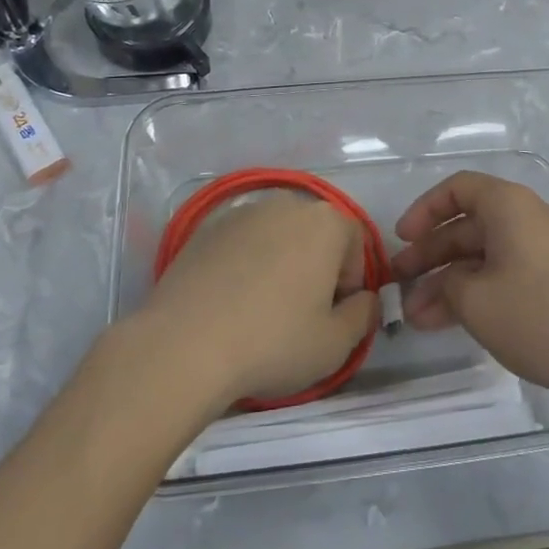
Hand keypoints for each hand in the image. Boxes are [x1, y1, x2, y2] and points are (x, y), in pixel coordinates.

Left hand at [138, 190, 378, 409]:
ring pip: (276, 236)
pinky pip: (241, 244)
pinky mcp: (205, 229)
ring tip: (261, 309)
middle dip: (316, 267)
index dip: (351, 281)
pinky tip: (230, 303)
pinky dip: (244, 265)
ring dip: (280, 264)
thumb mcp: (336, 343)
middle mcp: (286, 204)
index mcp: (325, 222)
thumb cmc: (274, 341)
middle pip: (315, 234)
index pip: (355, 241)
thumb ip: (364, 314)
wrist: (184, 345)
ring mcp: (242, 213)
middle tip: (301, 313)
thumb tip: (364, 300)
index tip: (334, 315)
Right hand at [389, 172, 548, 397]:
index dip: (424, 210)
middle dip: (429, 256)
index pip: (456, 189)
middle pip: (466, 227)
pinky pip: (502, 278)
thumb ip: (448, 286)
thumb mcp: (478, 300)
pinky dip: (474, 296)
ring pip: (481, 259)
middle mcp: (524, 221)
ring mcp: (541, 254)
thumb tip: (444, 285)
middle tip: (396, 286)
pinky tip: (449, 325)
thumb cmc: (543, 312)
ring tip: (415, 319)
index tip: (401, 240)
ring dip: (447, 284)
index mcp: (507, 207)